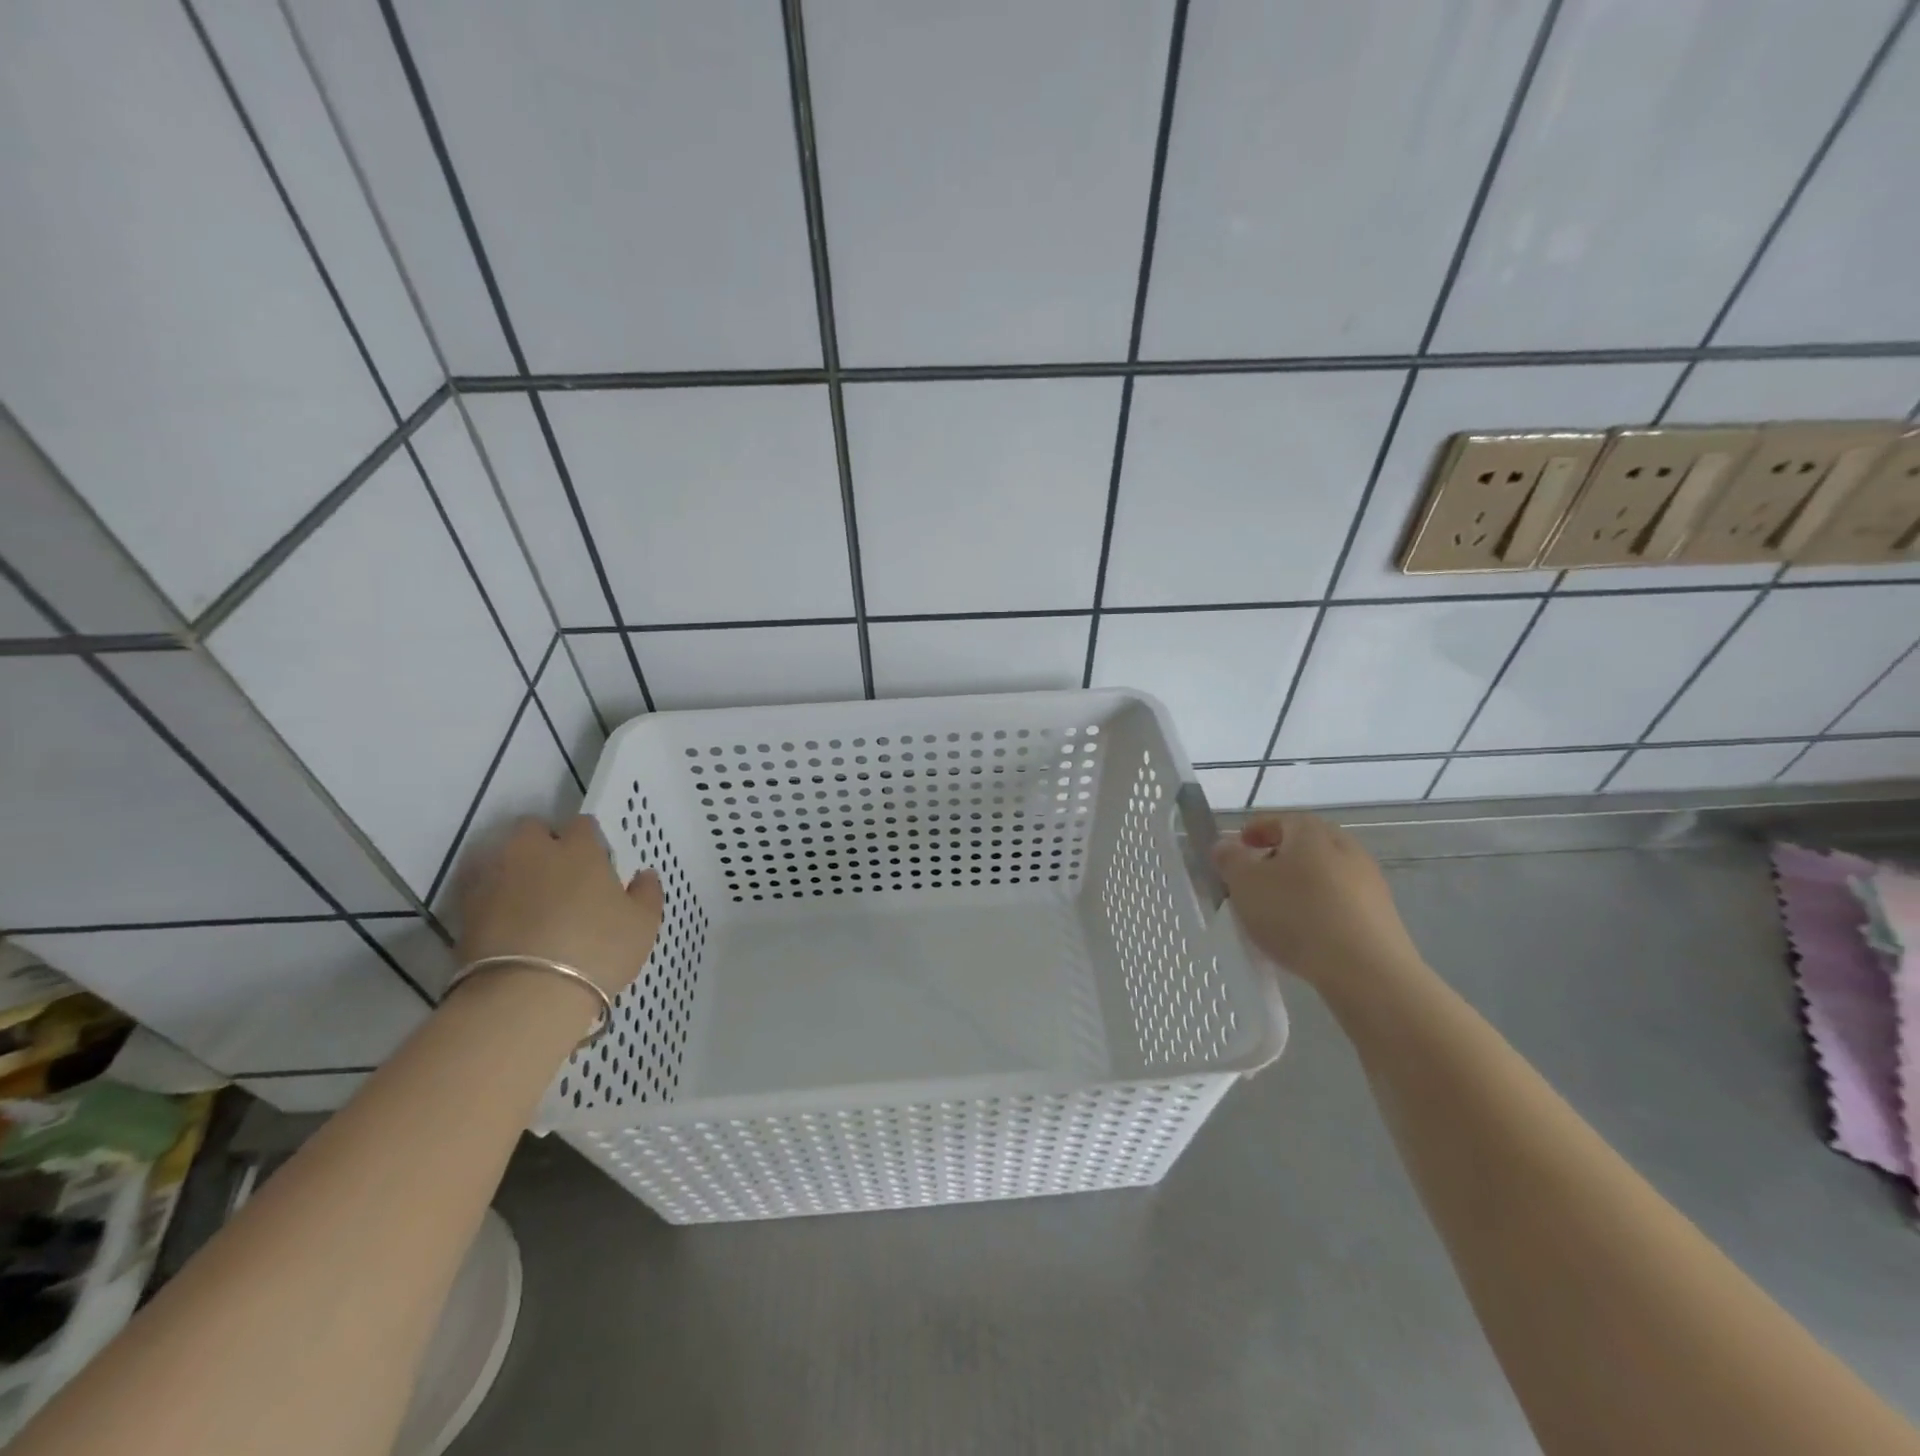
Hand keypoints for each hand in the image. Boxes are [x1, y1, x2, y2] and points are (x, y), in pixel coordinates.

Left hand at [453, 816, 663, 996]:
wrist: (528, 995)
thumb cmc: (598, 950)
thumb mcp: (643, 925)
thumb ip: (646, 894)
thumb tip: (644, 875)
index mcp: (579, 850)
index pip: (582, 824)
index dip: (588, 839)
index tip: (595, 861)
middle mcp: (533, 853)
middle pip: (531, 829)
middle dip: (542, 843)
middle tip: (557, 873)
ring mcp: (494, 878)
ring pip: (499, 855)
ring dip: (512, 867)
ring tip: (527, 896)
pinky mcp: (465, 909)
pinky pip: (478, 888)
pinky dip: (489, 896)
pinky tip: (503, 918)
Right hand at [1211, 812, 1422, 990]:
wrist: (1367, 971)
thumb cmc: (1297, 915)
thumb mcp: (1245, 884)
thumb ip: (1230, 859)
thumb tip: (1225, 845)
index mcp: (1312, 832)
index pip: (1280, 819)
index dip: (1255, 830)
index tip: (1238, 846)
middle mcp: (1346, 848)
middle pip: (1306, 845)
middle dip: (1278, 857)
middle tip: (1255, 878)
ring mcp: (1369, 882)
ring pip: (1325, 874)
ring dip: (1300, 885)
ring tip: (1278, 911)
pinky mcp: (1382, 916)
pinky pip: (1341, 902)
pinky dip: (1320, 908)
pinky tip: (1306, 933)